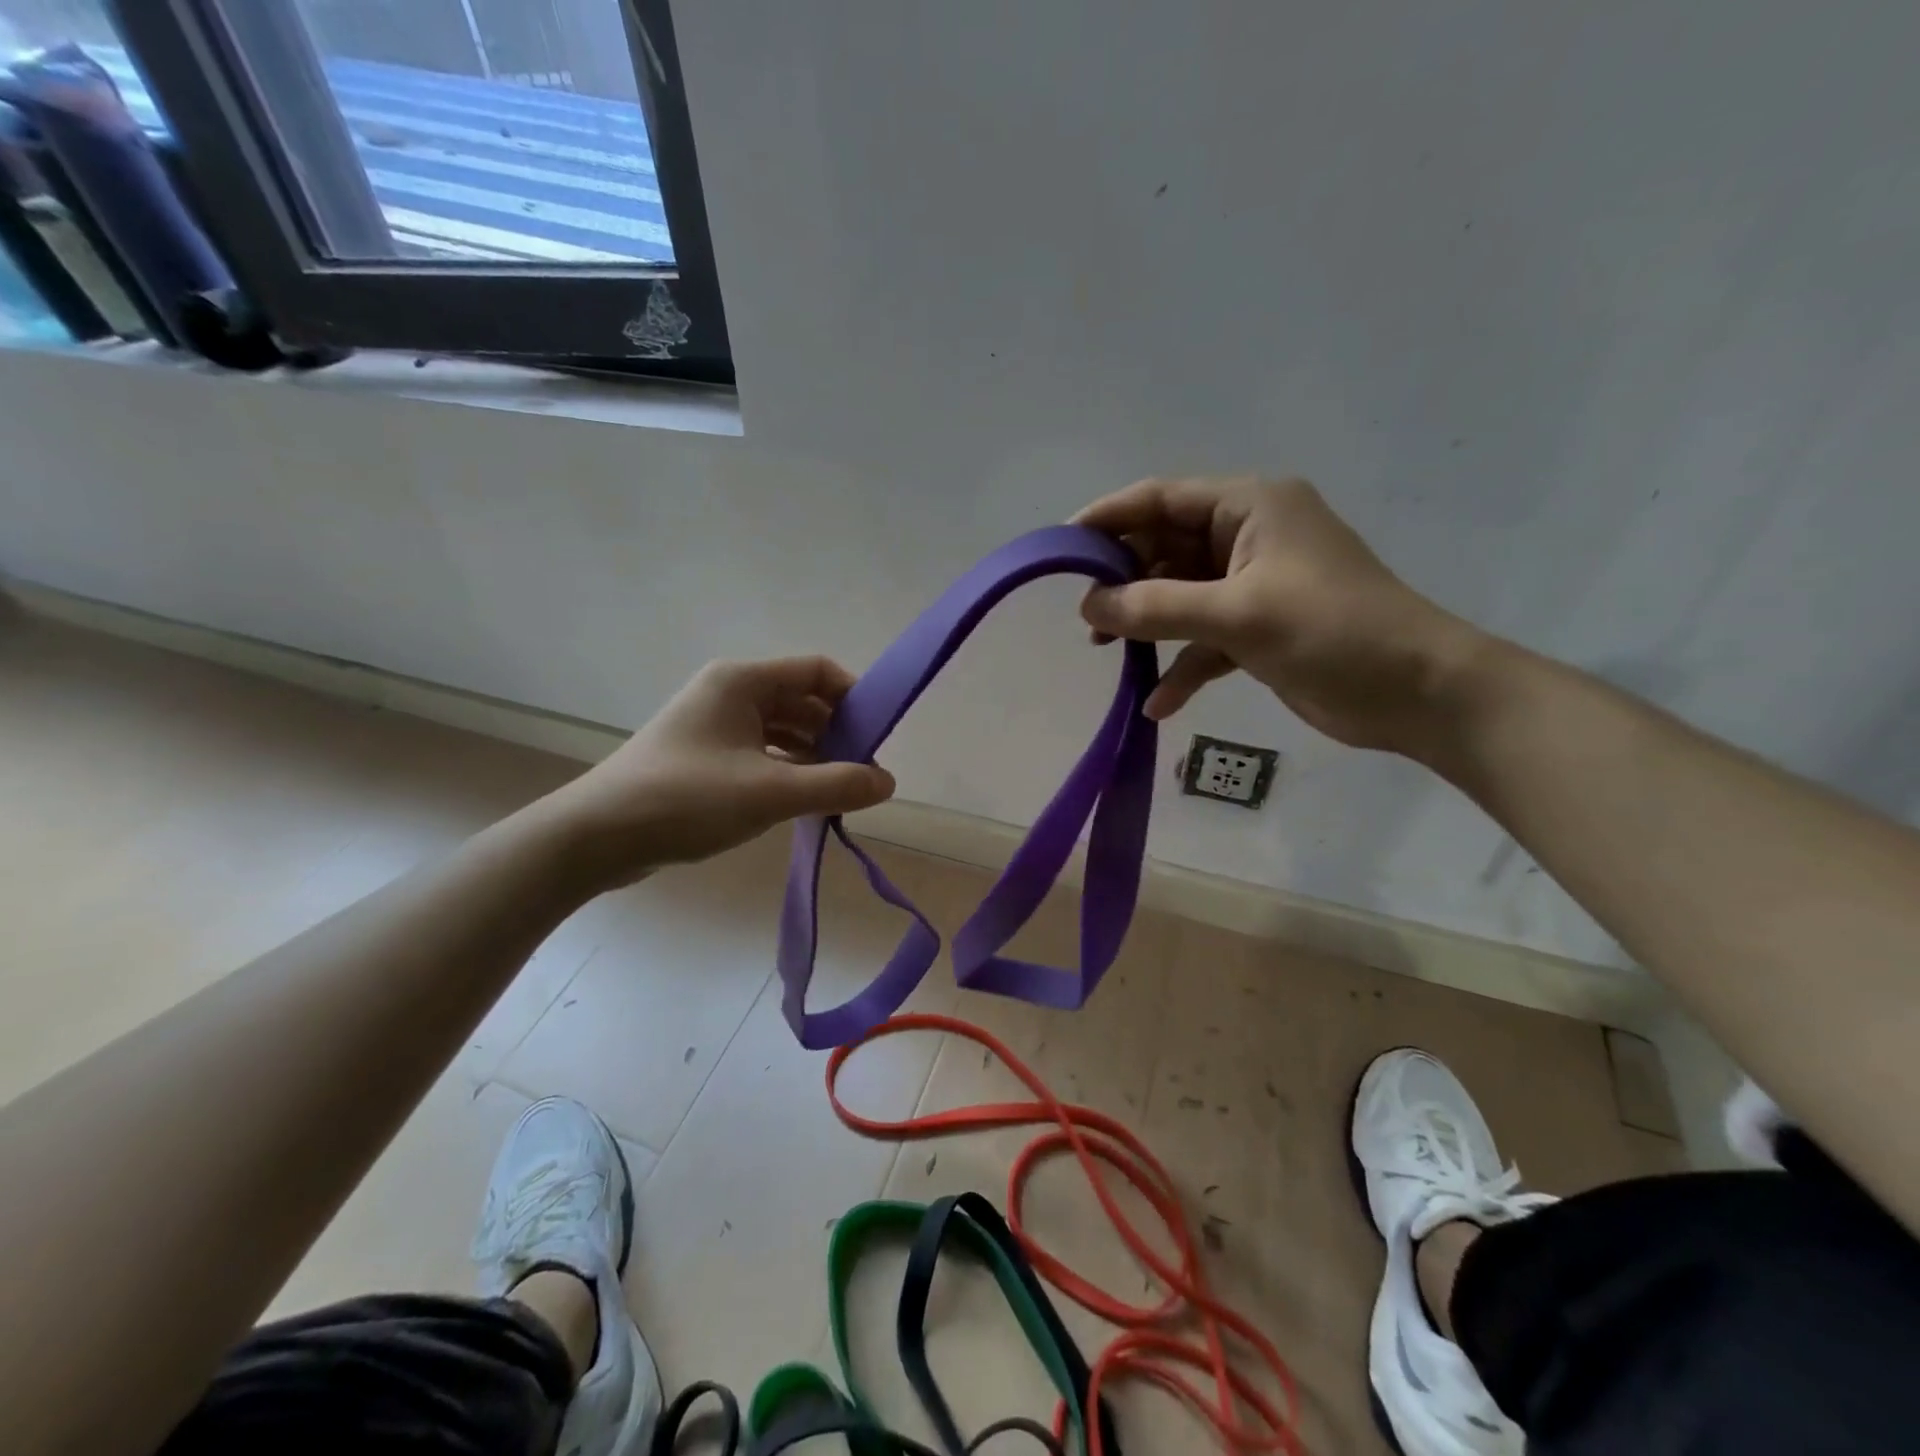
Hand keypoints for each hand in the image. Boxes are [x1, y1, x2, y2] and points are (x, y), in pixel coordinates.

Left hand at [543, 657, 894, 886]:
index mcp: (742, 681)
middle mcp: (728, 693)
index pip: (816, 671)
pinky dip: (786, 770)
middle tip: (863, 772)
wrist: (596, 837)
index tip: (878, 736)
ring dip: (813, 755)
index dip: (854, 698)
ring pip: (781, 730)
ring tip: (839, 790)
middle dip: (836, 733)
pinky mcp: (703, 757)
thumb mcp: (770, 793)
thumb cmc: (686, 799)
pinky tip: (803, 799)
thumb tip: (887, 782)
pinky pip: (760, 753)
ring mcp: (713, 725)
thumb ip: (836, 785)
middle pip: (800, 700)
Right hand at [1073, 477, 1484, 753]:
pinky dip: (1182, 665)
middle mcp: (1250, 536)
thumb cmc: (1332, 632)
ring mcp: (1255, 584)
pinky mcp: (1260, 628)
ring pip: (1181, 594)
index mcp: (1250, 506)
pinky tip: (1157, 702)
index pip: (1162, 498)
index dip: (1108, 518)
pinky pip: (1204, 637)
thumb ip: (1156, 608)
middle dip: (1124, 579)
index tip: (1062, 548)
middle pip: (1166, 547)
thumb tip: (1088, 607)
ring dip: (1146, 622)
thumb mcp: (1237, 614)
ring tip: (1105, 650)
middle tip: (1085, 614)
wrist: (1418, 693)